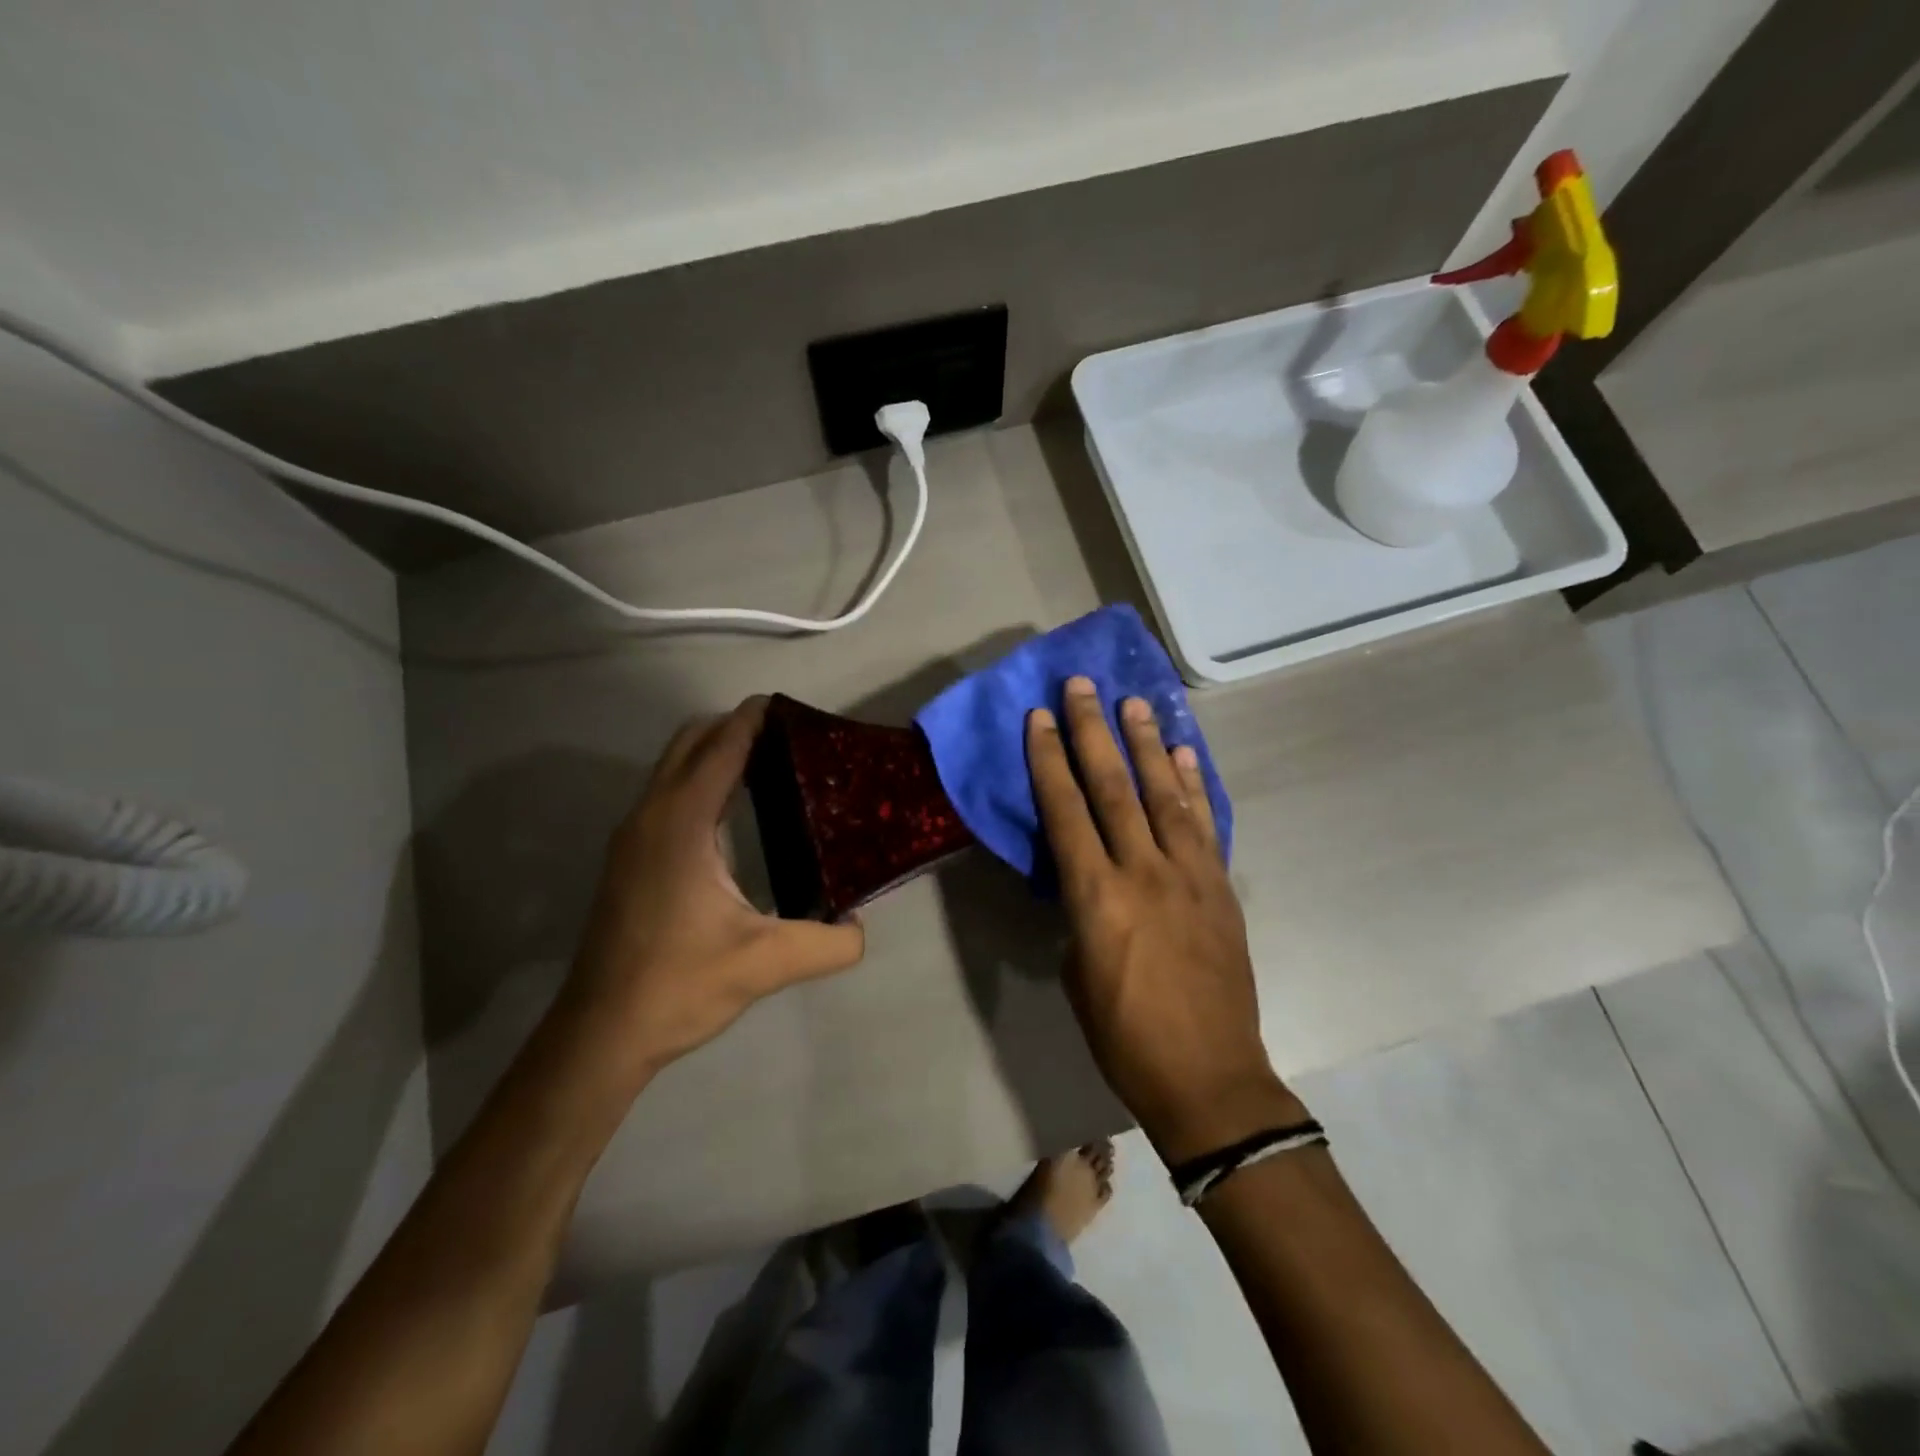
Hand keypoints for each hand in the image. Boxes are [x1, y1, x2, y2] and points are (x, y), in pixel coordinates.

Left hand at [565, 697, 865, 1078]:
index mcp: (682, 823)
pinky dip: (700, 779)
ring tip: (771, 766)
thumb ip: (829, 942)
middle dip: (735, 726)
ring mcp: (633, 835)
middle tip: (791, 741)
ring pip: (674, 766)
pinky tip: (733, 813)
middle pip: (692, 741)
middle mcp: (652, 815)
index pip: (721, 746)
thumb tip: (860, 925)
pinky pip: (667, 792)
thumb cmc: (680, 985)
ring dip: (715, 751)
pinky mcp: (630, 857)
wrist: (602, 1031)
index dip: (754, 718)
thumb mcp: (767, 963)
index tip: (793, 707)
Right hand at [1027, 676, 1303, 1162]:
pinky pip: (1204, 824)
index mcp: (1096, 896)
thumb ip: (1080, 913)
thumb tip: (1088, 880)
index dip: (1049, 759)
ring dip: (1145, 743)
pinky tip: (1183, 753)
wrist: (1208, 1077)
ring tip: (1133, 701)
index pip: (1065, 810)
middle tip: (1082, 685)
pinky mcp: (1221, 887)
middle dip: (1093, 731)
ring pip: (1163, 794)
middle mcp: (1143, 871)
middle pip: (1113, 787)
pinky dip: (1192, 785)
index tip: (1039, 717)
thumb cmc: (1124, 1035)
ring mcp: (1189, 875)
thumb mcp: (1077, 973)